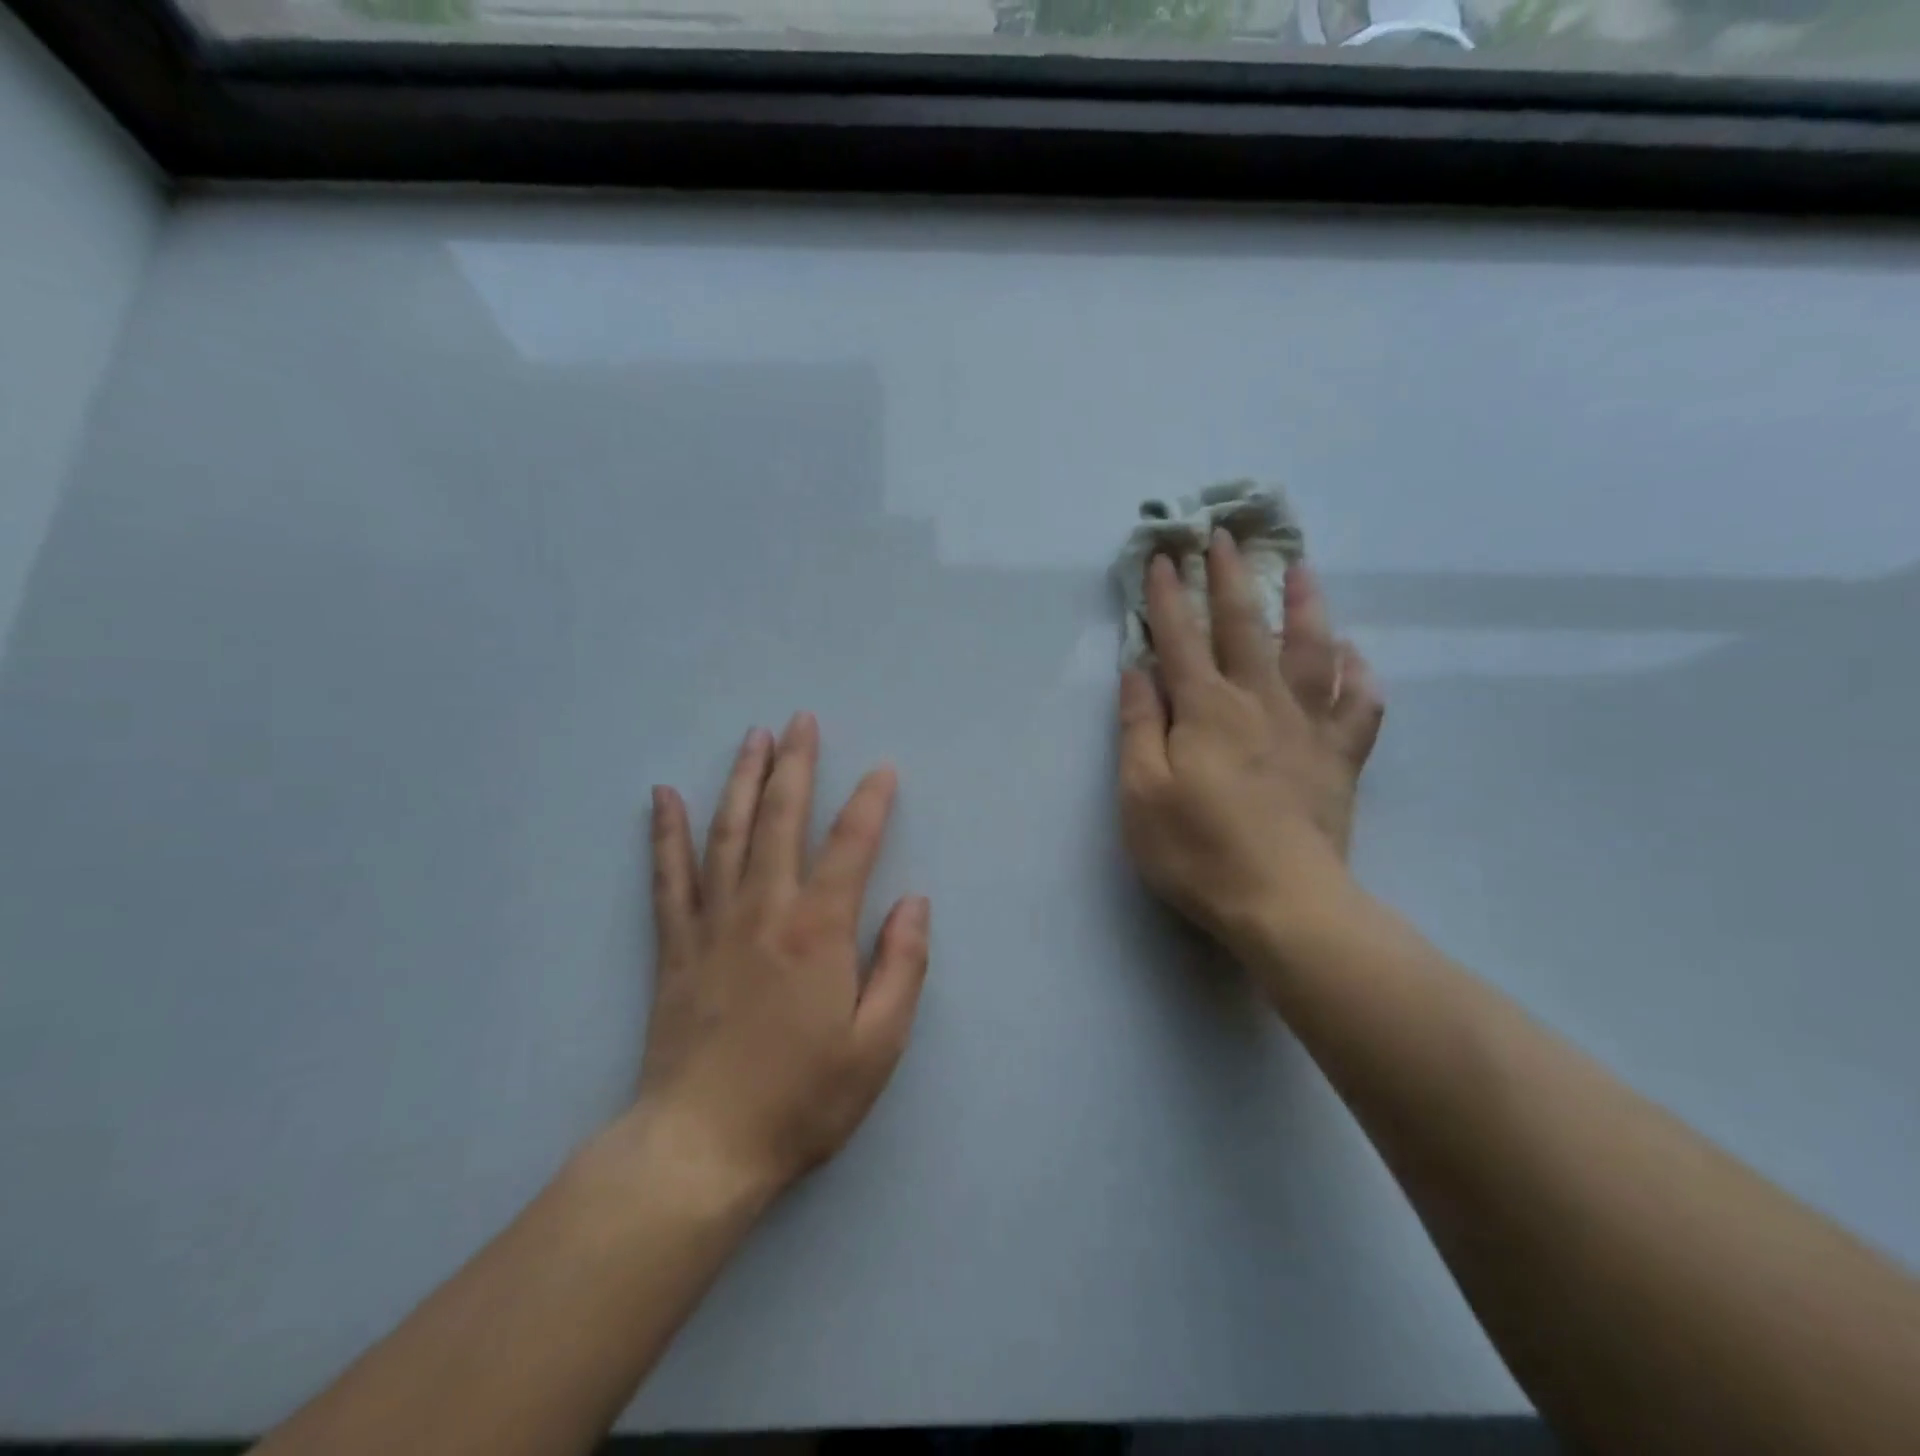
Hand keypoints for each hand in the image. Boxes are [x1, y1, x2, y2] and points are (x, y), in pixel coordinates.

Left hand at [629, 713, 929, 1204]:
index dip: (871, 802)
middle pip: (782, 819)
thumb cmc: (801, 1099)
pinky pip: (668, 877)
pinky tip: (663, 797)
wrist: (701, 1148)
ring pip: (728, 833)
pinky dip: (666, 833)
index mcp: (819, 931)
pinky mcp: (675, 947)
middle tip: (800, 720)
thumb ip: (903, 966)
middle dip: (795, 765)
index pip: (852, 845)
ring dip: (742, 779)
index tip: (883, 770)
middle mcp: (765, 910)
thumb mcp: (879, 1045)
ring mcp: (713, 923)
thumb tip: (914, 901)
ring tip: (752, 738)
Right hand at [1116, 530, 1384, 956]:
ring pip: (1310, 650)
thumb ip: (1138, 725)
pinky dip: (1360, 676)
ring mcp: (1307, 727)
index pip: (1180, 638)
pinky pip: (1359, 706)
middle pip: (1243, 627)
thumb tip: (1137, 669)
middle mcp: (1258, 702)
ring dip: (1303, 606)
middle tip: (1225, 536)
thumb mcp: (1140, 792)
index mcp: (1205, 709)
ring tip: (1302, 570)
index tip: (1161, 556)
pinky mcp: (1339, 758)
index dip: (1166, 596)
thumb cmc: (1197, 850)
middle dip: (1229, 578)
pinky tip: (1355, 657)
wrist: (1282, 903)